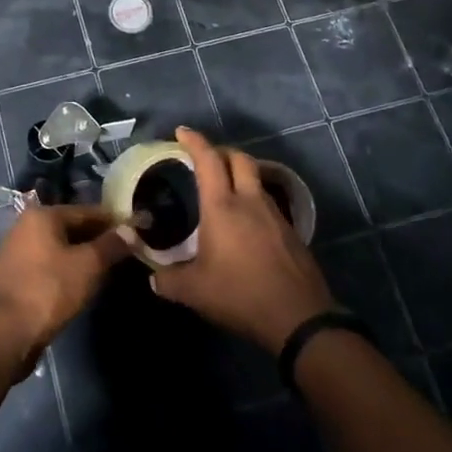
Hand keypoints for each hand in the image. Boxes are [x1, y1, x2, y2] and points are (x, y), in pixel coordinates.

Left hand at [0, 204, 129, 355]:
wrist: (8, 331)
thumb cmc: (51, 289)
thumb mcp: (89, 265)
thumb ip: (111, 245)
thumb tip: (131, 230)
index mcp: (42, 215)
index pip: (86, 211)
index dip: (112, 222)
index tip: (134, 231)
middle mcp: (25, 224)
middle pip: (70, 226)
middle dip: (96, 238)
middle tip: (122, 252)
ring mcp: (16, 249)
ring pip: (58, 245)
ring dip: (80, 254)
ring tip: (104, 268)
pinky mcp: (13, 273)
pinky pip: (46, 262)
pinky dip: (64, 267)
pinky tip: (79, 281)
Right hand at [151, 127, 335, 352]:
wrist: (299, 319)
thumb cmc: (240, 295)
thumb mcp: (195, 292)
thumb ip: (169, 281)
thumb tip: (152, 279)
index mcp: (222, 206)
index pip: (208, 160)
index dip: (194, 141)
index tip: (182, 132)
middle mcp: (250, 201)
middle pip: (239, 158)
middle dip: (221, 151)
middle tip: (205, 159)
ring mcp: (275, 215)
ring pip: (257, 179)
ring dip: (240, 175)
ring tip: (225, 190)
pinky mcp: (291, 232)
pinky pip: (269, 203)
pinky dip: (254, 200)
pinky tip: (247, 222)